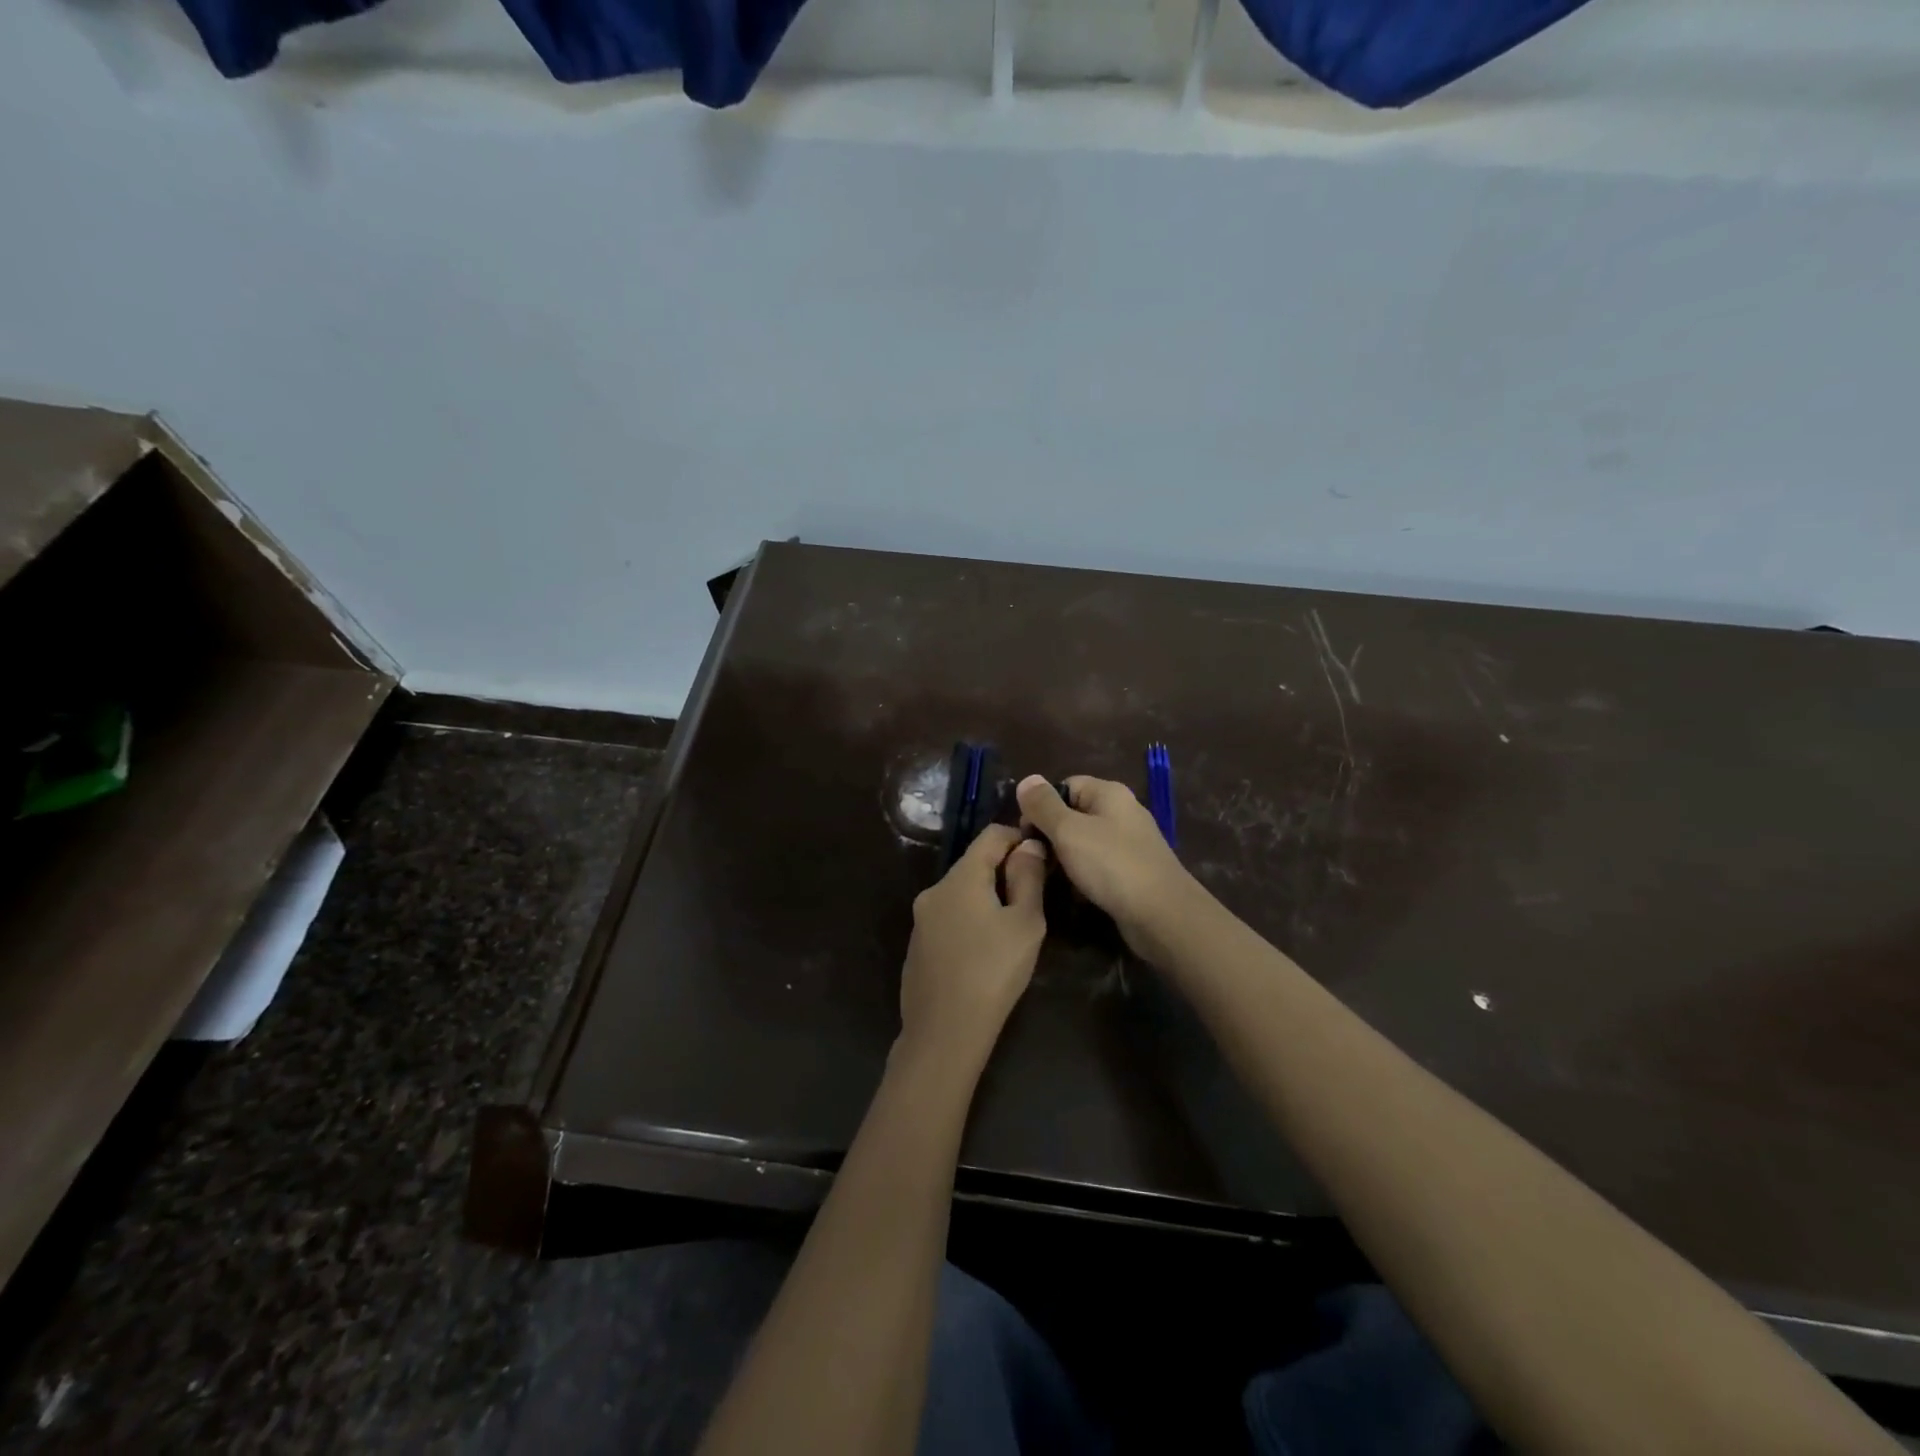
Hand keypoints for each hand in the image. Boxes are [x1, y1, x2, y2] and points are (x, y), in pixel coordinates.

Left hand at [898, 825, 1048, 1070]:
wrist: (944, 1032)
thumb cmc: (993, 972)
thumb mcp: (1025, 924)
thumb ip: (1028, 878)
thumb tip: (1028, 846)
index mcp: (961, 877)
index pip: (990, 835)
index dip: (1018, 838)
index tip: (1041, 859)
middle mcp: (935, 889)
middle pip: (974, 864)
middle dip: (1004, 871)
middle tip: (1032, 899)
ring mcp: (921, 918)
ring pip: (961, 892)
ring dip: (986, 898)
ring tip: (1011, 928)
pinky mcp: (917, 944)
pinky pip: (948, 917)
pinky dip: (969, 920)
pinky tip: (983, 952)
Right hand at [1015, 774, 1200, 960]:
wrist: (1162, 915)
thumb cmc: (1111, 865)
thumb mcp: (1068, 831)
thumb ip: (1043, 805)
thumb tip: (1026, 779)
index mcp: (1109, 793)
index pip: (1065, 786)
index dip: (1042, 805)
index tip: (1026, 833)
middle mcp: (1122, 812)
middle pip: (1074, 814)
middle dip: (1051, 834)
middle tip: (1034, 858)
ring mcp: (1130, 843)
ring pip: (1085, 842)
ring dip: (1066, 858)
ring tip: (1050, 877)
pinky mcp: (1133, 871)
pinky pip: (1099, 865)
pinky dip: (1084, 875)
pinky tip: (1075, 892)